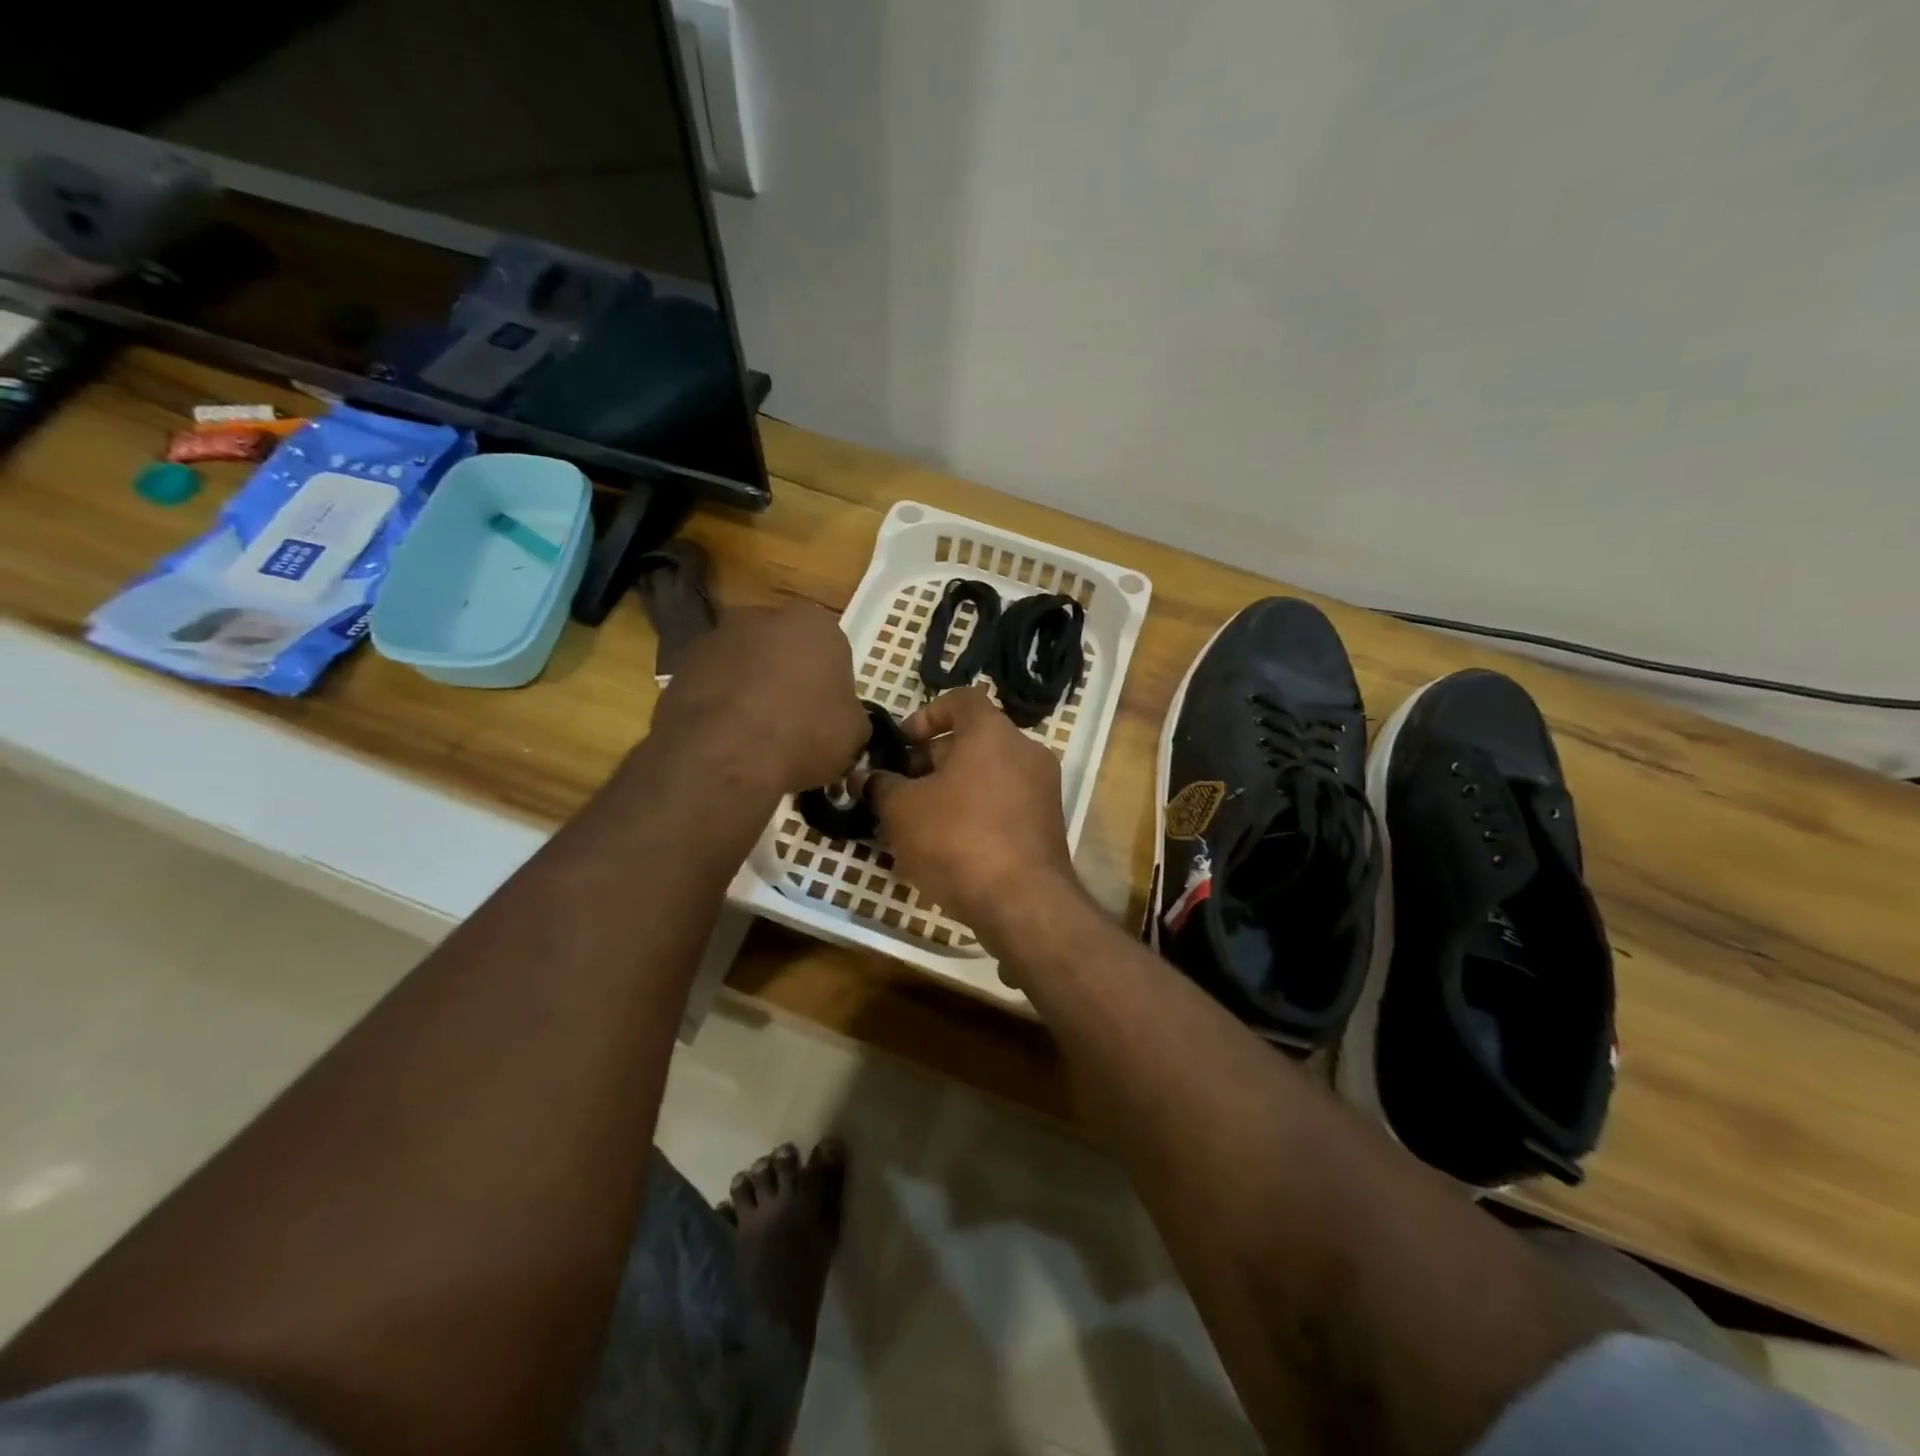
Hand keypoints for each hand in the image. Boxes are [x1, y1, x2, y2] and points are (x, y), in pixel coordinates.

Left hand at [650, 603, 868, 794]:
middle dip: (786, 677)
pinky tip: (725, 741)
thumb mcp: (853, 733)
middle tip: (792, 722)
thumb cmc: (804, 734)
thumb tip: (841, 720)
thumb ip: (850, 715)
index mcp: (814, 623)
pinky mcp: (679, 667)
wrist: (725, 755)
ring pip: (743, 664)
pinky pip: (711, 686)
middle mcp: (762, 617)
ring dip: (749, 690)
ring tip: (754, 737)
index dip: (829, 683)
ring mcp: (715, 638)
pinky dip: (718, 706)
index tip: (826, 714)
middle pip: (782, 648)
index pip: (830, 648)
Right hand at [868, 687, 1081, 941]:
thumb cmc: (957, 839)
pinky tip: (947, 846)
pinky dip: (976, 813)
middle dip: (933, 761)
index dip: (927, 714)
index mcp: (993, 733)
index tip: (904, 743)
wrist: (1022, 902)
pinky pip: (1004, 805)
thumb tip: (864, 778)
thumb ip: (880, 786)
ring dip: (952, 790)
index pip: (961, 700)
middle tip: (902, 788)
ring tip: (918, 821)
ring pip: (988, 776)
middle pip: (974, 741)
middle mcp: (1026, 752)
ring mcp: (1042, 790)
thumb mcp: (902, 810)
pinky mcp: (1047, 825)